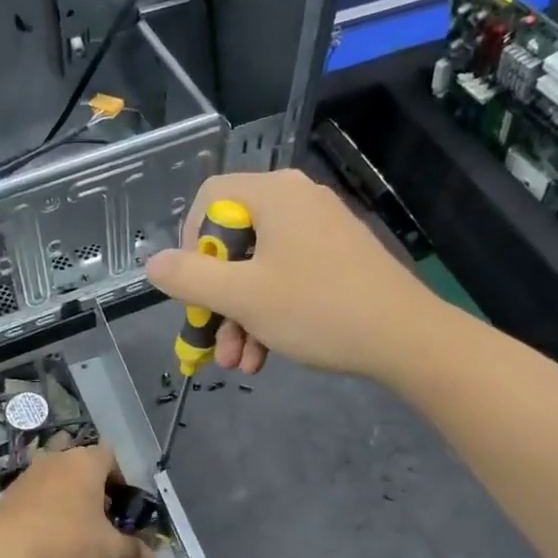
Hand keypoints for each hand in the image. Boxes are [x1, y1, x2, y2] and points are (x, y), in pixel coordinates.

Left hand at [0, 445, 153, 557]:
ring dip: (63, 496)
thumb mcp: (107, 551)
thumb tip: (153, 557)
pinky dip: (41, 510)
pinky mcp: (5, 496)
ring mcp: (27, 475)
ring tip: (71, 529)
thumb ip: (132, 551)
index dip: (119, 476)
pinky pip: (32, 496)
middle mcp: (56, 460)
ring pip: (53, 477)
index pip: (109, 454)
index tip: (121, 504)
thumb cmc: (66, 542)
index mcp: (85, 462)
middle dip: (88, 482)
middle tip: (97, 513)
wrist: (2, 556)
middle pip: (78, 460)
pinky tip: (44, 539)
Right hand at [143, 169, 437, 380]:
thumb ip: (189, 279)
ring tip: (238, 363)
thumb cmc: (317, 308)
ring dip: (240, 318)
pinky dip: (269, 314)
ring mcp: (320, 231)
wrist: (405, 338)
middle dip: (217, 300)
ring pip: (259, 269)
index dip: (189, 244)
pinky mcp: (337, 259)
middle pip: (233, 242)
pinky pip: (287, 279)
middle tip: (212, 339)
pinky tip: (262, 357)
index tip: (192, 287)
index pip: (208, 199)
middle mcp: (296, 201)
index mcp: (273, 194)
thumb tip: (152, 264)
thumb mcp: (242, 297)